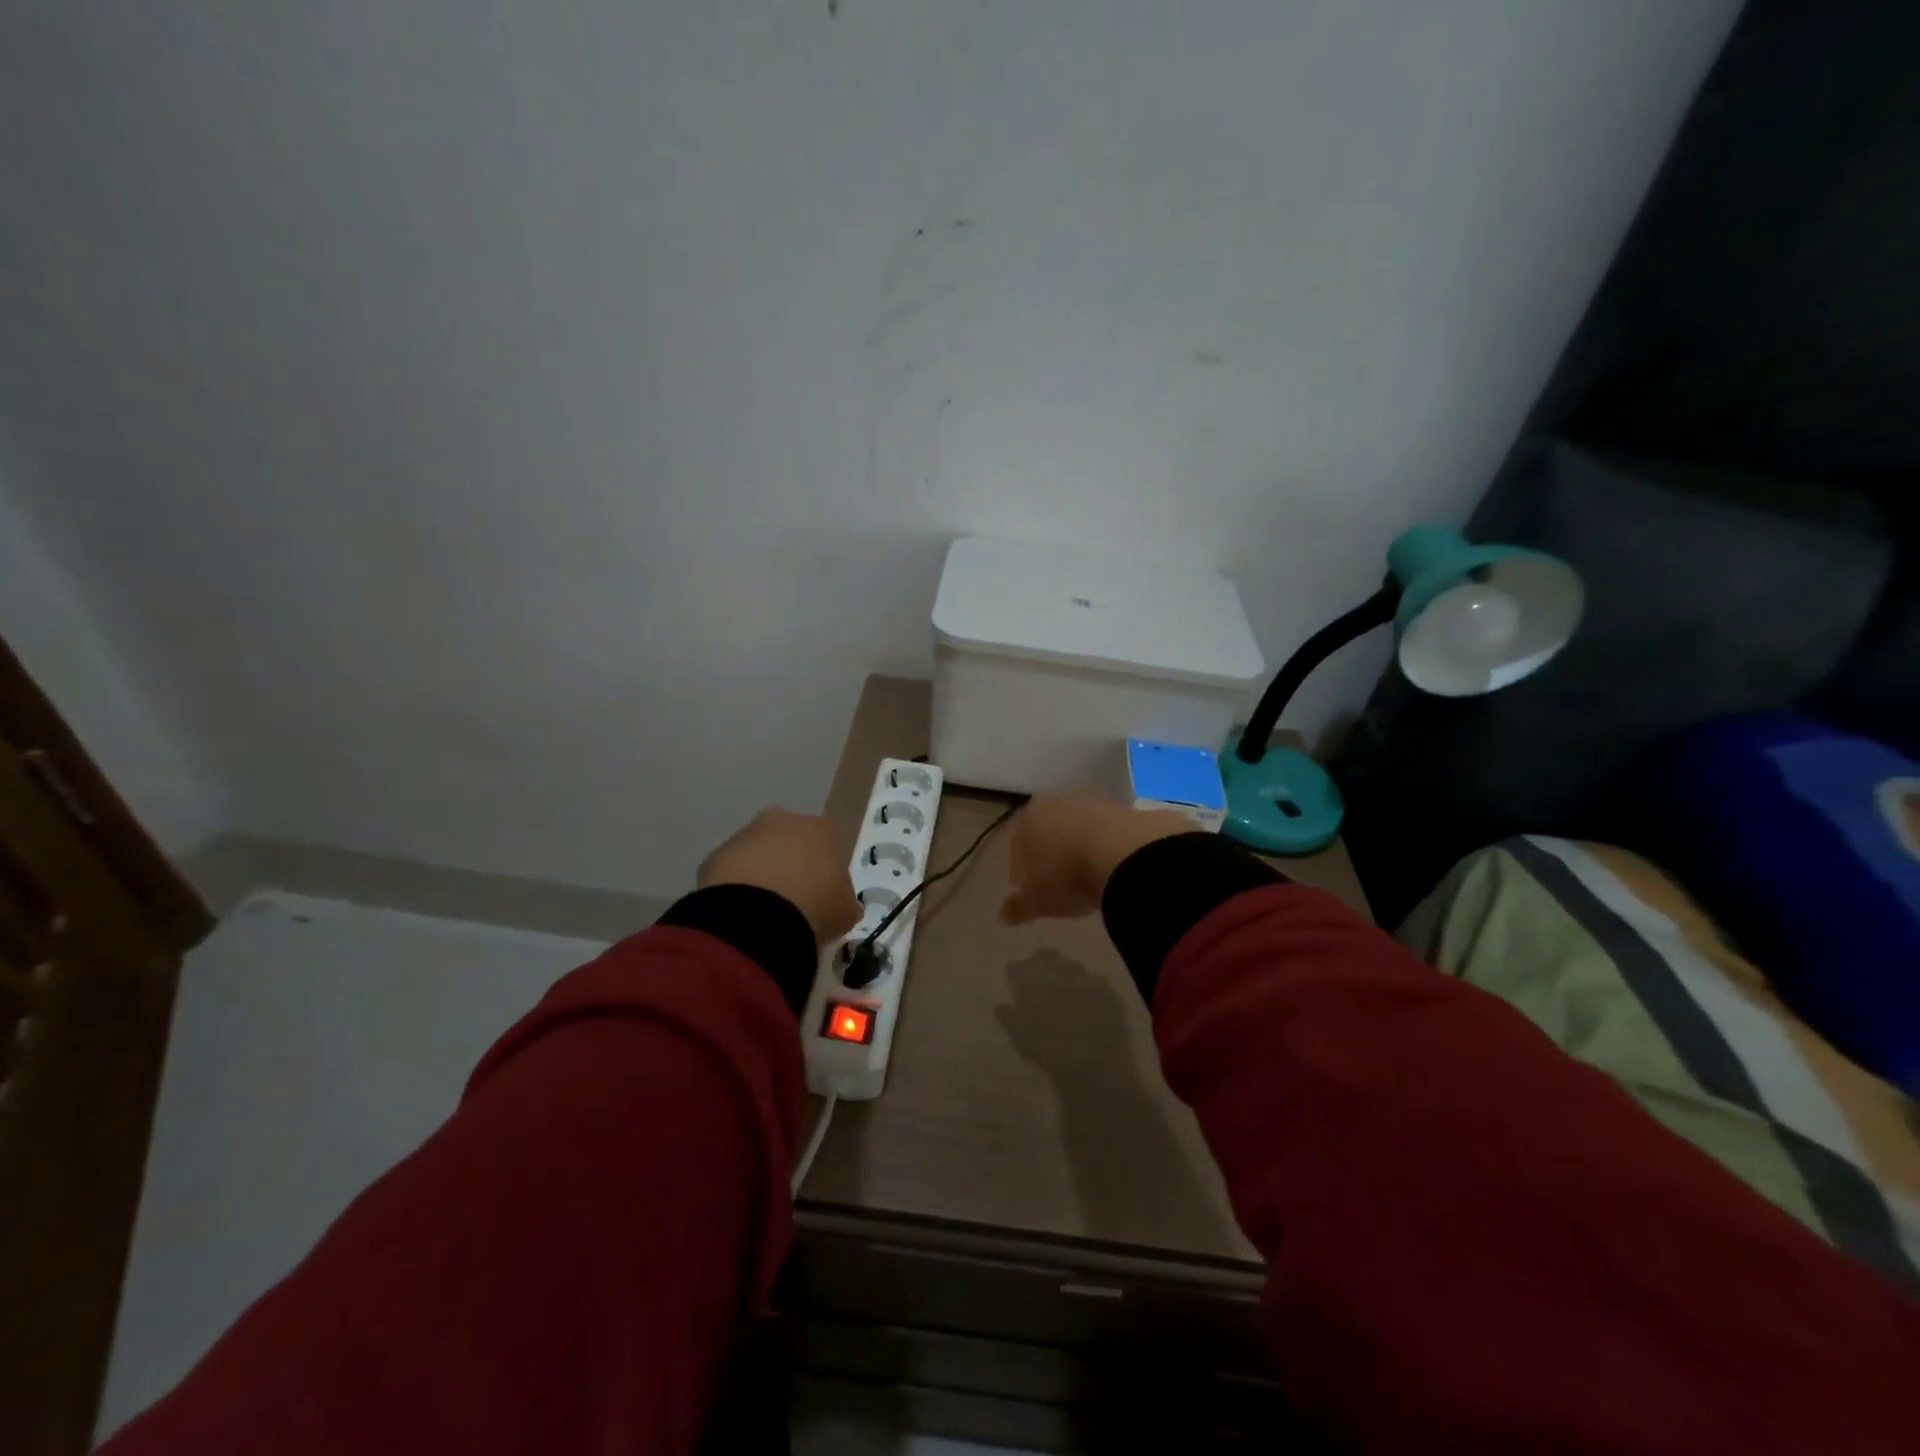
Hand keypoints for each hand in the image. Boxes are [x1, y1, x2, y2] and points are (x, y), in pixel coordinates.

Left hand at [698, 808, 860, 945]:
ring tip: (763, 912)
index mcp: (821, 828)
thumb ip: (845, 901)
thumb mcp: (844, 911)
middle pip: (789, 840)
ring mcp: (745, 835)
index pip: (828, 843)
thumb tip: (845, 904)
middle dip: (789, 863)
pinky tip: (741, 914)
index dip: (825, 870)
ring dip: (760, 874)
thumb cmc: (814, 906)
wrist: (756, 917)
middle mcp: (783, 821)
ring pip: (757, 853)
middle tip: (791, 900)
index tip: (823, 895)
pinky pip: (731, 872)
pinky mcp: (715, 856)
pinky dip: (735, 888)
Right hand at [999, 795, 1194, 925]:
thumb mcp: (1038, 901)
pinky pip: (1107, 831)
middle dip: (1048, 854)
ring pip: (1078, 828)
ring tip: (1086, 876)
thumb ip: (1018, 907)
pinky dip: (1104, 847)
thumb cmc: (1068, 876)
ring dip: (1078, 848)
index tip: (1025, 888)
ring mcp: (1093, 802)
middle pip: (1047, 831)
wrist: (1125, 854)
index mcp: (1029, 818)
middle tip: (1054, 881)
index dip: (1019, 868)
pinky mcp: (1125, 808)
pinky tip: (1110, 867)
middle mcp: (1058, 802)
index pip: (1017, 844)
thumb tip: (1002, 916)